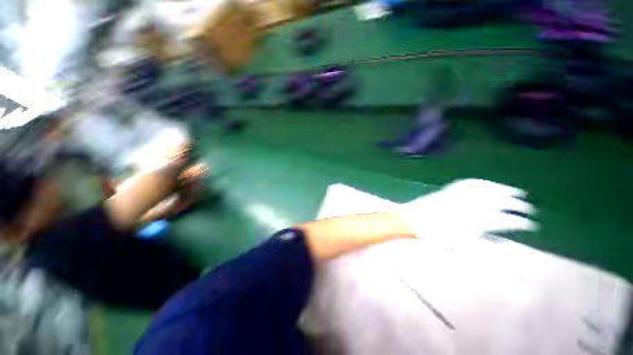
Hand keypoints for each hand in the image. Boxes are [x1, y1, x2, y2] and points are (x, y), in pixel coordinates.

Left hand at [397, 179, 536, 240]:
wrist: (413, 220)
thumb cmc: (435, 236)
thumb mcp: (460, 247)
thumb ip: (483, 246)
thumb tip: (504, 245)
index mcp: (477, 222)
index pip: (506, 221)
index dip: (520, 223)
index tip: (530, 224)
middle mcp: (472, 206)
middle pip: (501, 203)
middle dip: (518, 205)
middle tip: (528, 208)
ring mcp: (461, 196)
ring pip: (489, 190)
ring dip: (505, 190)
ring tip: (517, 192)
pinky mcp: (450, 190)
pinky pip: (469, 183)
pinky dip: (483, 183)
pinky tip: (490, 183)